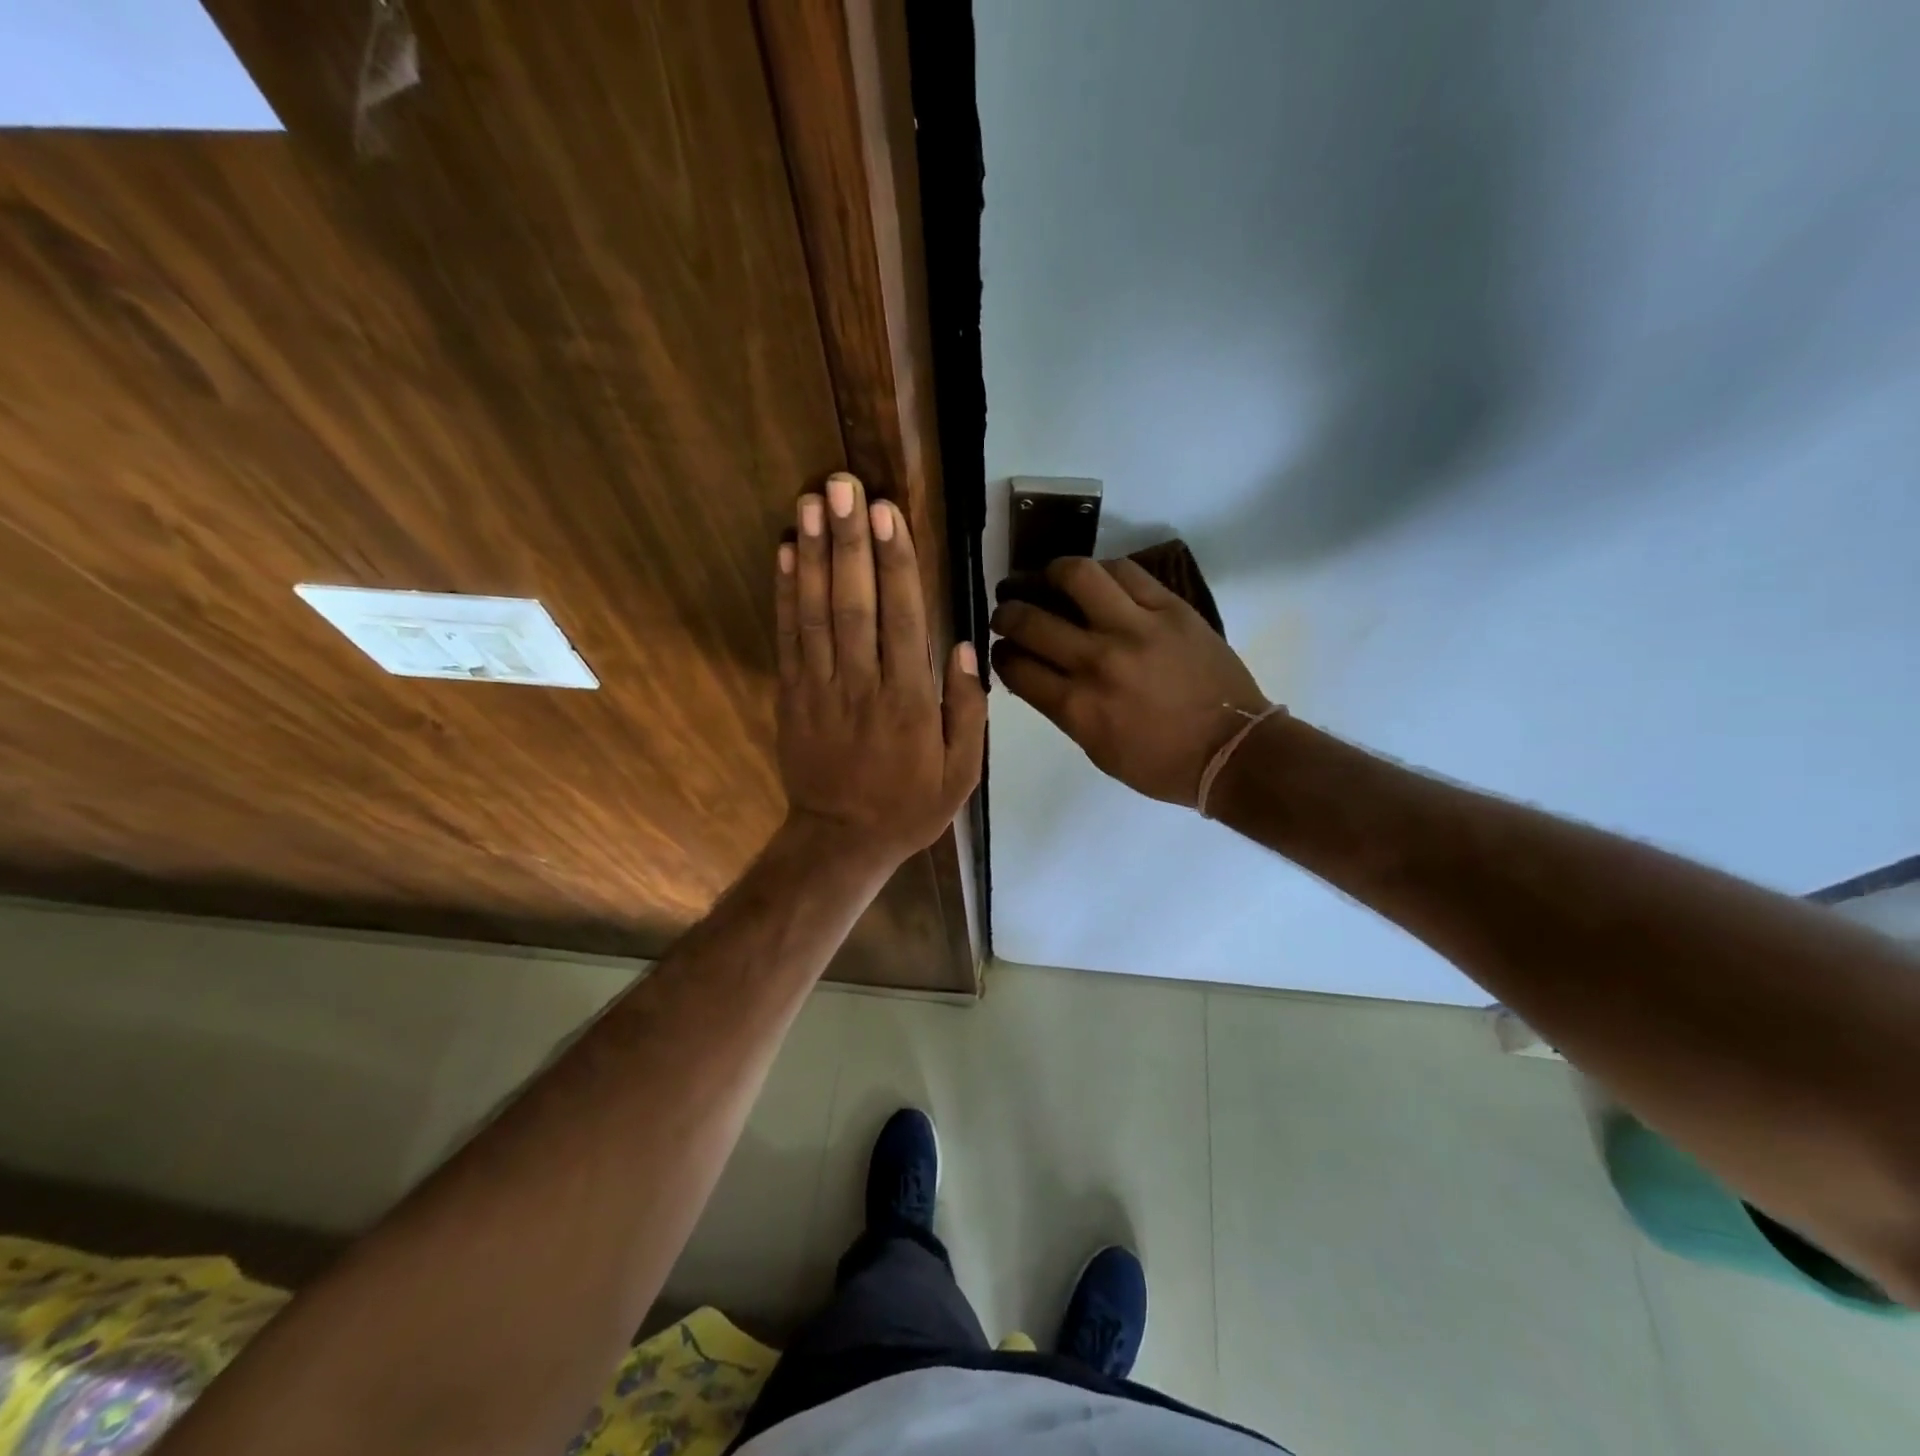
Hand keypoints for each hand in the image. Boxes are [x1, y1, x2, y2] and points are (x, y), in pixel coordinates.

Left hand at [774, 473, 985, 870]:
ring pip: (817, 612)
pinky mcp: (791, 695)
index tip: (888, 513)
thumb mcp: (961, 774)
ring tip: (811, 502)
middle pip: (855, 603)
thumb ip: (967, 711)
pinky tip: (787, 552)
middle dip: (850, 541)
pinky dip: (785, 593)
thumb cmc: (909, 806)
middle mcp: (862, 685)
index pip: (902, 619)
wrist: (840, 840)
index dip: (895, 563)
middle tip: (843, 485)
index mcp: (909, 702)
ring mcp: (820, 688)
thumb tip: (963, 646)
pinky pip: (788, 638)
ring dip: (815, 554)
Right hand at [990, 557, 1270, 804]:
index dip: (1000, 655)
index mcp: (1077, 707)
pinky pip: (1126, 572)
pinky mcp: (1170, 609)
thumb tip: (1037, 675)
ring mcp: (1135, 629)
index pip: (1015, 667)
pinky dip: (1102, 572)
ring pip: (1076, 576)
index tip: (1003, 650)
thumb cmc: (1160, 764)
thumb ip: (1063, 710)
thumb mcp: (1097, 749)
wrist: (1232, 751)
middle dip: (1008, 614)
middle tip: (1009, 612)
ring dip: (1049, 573)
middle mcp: (1097, 662)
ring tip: (1047, 578)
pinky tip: (1096, 581)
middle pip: (1030, 621)